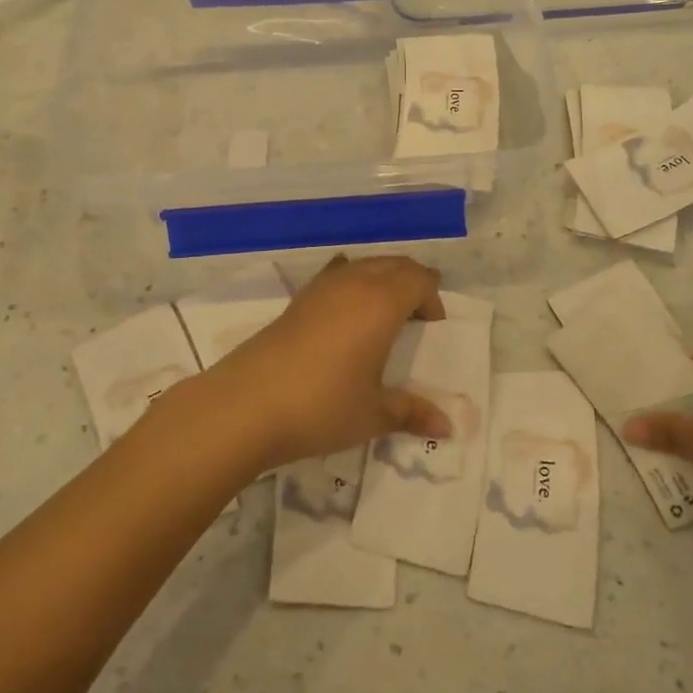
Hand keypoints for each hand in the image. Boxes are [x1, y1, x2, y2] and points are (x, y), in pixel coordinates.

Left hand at [205, 255, 451, 468]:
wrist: (245, 406)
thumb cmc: (322, 406)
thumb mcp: (374, 414)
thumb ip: (412, 413)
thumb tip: (448, 428)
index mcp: (381, 303)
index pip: (418, 279)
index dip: (432, 297)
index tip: (433, 326)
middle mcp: (353, 285)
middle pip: (392, 264)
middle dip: (411, 282)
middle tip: (417, 314)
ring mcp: (320, 289)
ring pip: (362, 265)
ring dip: (381, 280)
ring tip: (384, 312)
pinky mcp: (295, 302)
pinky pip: (333, 276)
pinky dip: (349, 282)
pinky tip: (343, 308)